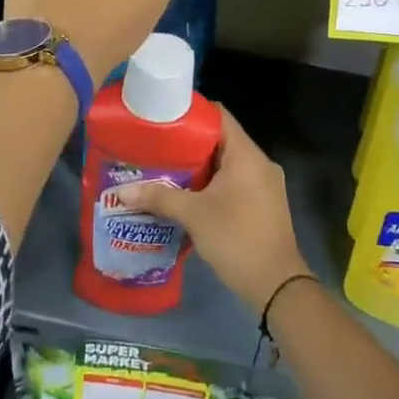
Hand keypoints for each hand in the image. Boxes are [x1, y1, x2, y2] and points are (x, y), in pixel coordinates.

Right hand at [113, 108, 311, 314]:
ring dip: (199, 167)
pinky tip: (188, 196)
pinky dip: (213, 184)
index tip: (164, 118)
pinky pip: (235, 182)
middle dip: (189, 144)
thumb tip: (122, 191)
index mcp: (247, 155)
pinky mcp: (264, 203)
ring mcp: (265, 184)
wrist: (276, 285)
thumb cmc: (236, 239)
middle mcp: (260, 163)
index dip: (192, 113)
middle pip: (221, 140)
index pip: (220, 115)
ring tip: (166, 170)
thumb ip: (159, 198)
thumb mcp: (194, 216)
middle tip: (157, 148)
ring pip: (227, 164)